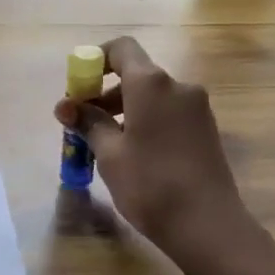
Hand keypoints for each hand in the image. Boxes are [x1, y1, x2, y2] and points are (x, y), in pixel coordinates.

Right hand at [53, 37, 250, 261]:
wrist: (209, 226)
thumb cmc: (150, 184)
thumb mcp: (110, 154)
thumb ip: (88, 123)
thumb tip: (66, 105)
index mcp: (151, 83)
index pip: (121, 48)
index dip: (95, 60)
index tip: (77, 88)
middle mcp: (178, 86)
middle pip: (136, 74)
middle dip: (105, 93)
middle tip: (83, 125)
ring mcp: (197, 108)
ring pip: (152, 96)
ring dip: (125, 110)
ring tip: (105, 146)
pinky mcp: (206, 130)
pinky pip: (169, 113)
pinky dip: (147, 122)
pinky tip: (135, 156)